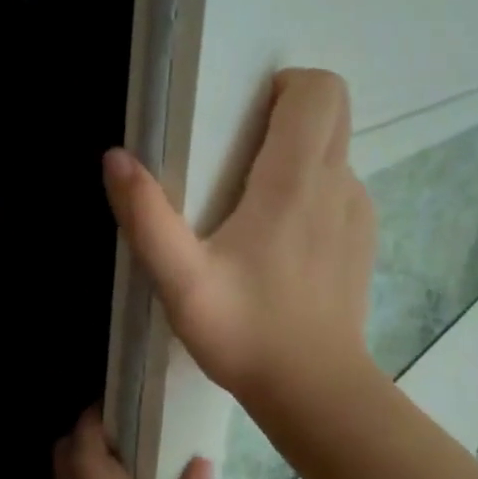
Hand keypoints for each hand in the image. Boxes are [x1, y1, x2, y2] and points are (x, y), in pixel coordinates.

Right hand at [103, 68, 376, 410]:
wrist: (315, 391)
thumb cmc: (245, 332)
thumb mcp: (180, 280)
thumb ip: (146, 216)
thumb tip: (115, 157)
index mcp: (294, 180)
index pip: (319, 90)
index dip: (283, 87)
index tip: (241, 121)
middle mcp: (336, 182)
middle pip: (333, 110)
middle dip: (289, 111)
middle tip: (239, 156)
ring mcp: (357, 210)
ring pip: (335, 149)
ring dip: (297, 154)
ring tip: (252, 206)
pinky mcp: (362, 238)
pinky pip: (339, 186)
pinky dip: (312, 190)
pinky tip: (280, 241)